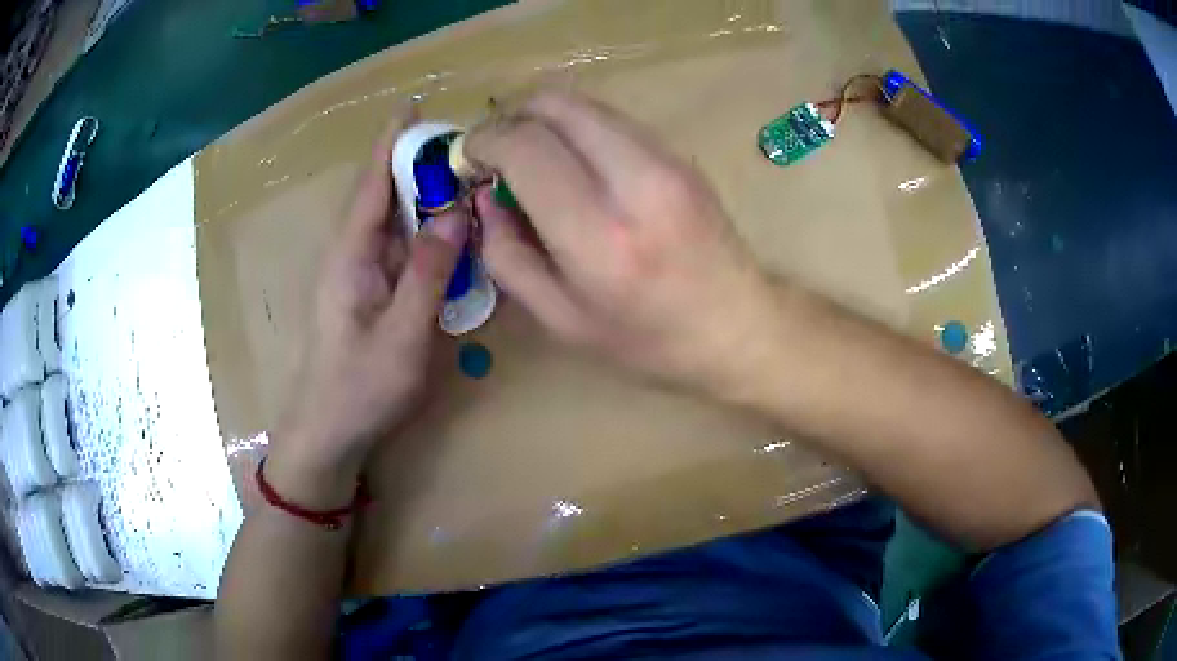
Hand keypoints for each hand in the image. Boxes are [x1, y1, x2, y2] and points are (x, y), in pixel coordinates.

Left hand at [267, 111, 469, 507]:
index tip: (414, 105)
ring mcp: (360, 275)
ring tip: (466, 177)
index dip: (391, 142)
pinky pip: (400, 250)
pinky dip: (426, 232)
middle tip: (464, 143)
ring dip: (425, 196)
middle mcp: (352, 255)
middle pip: (383, 195)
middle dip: (417, 163)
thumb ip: (428, 274)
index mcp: (350, 255)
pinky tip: (453, 232)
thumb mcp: (402, 336)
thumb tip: (455, 214)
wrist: (328, 433)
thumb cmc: (359, 389)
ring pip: (394, 222)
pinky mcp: (370, 293)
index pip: (372, 183)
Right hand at [466, 90, 773, 395]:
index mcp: (600, 237)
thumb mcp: (561, 320)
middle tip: (497, 150)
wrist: (738, 325)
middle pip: (555, 104)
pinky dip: (577, 127)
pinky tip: (573, 162)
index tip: (470, 159)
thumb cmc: (647, 340)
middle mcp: (636, 182)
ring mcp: (666, 159)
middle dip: (510, 116)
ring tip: (530, 155)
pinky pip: (611, 118)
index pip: (526, 148)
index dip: (484, 141)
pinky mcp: (679, 153)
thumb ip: (507, 256)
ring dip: (544, 118)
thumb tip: (484, 197)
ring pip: (584, 103)